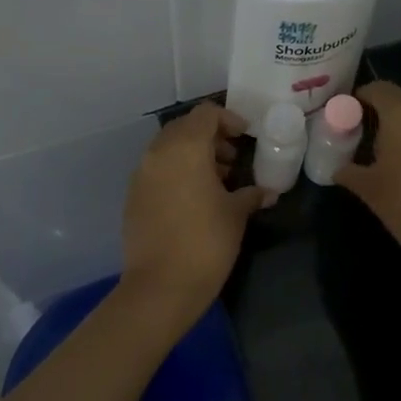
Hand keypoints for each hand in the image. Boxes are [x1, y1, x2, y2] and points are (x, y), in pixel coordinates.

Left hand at [119, 103, 267, 326]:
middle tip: (233, 159)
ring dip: (193, 155)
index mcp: (185, 148)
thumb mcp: (236, 214)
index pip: (205, 114)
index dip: (228, 119)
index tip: (245, 137)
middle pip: (185, 128)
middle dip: (210, 137)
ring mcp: (141, 174)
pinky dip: (177, 172)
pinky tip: (195, 199)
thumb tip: (268, 192)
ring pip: (169, 149)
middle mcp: (158, 153)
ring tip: (218, 181)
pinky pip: (158, 170)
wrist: (161, 286)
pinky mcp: (133, 196)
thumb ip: (251, 194)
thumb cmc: (206, 242)